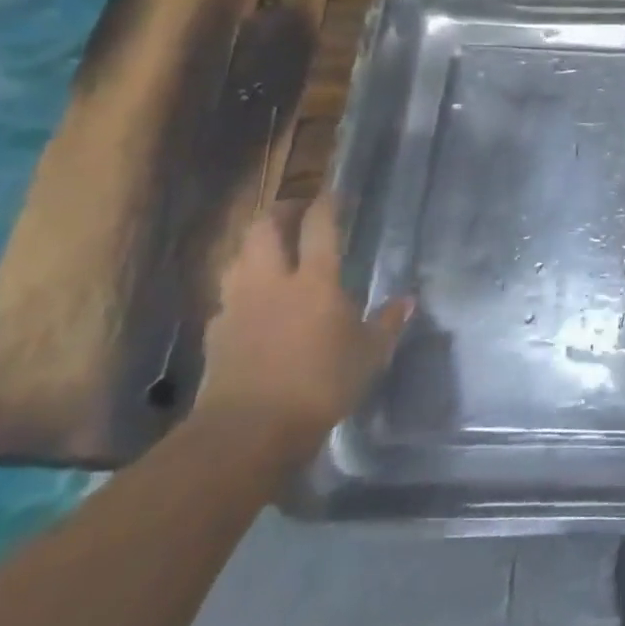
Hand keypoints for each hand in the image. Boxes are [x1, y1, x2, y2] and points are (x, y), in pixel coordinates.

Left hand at [191, 192, 411, 460]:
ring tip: (273, 249)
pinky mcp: (215, 331)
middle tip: (297, 211)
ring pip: (239, 256)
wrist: (247, 431)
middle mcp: (272, 281)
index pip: (319, 226)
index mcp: (315, 280)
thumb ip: (388, 322)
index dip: (326, 204)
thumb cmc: (320, 384)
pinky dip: (240, 286)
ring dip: (255, 245)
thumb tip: (408, 300)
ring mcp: (238, 304)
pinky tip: (251, 301)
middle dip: (281, 212)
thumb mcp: (370, 354)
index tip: (334, 194)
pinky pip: (227, 294)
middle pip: (265, 229)